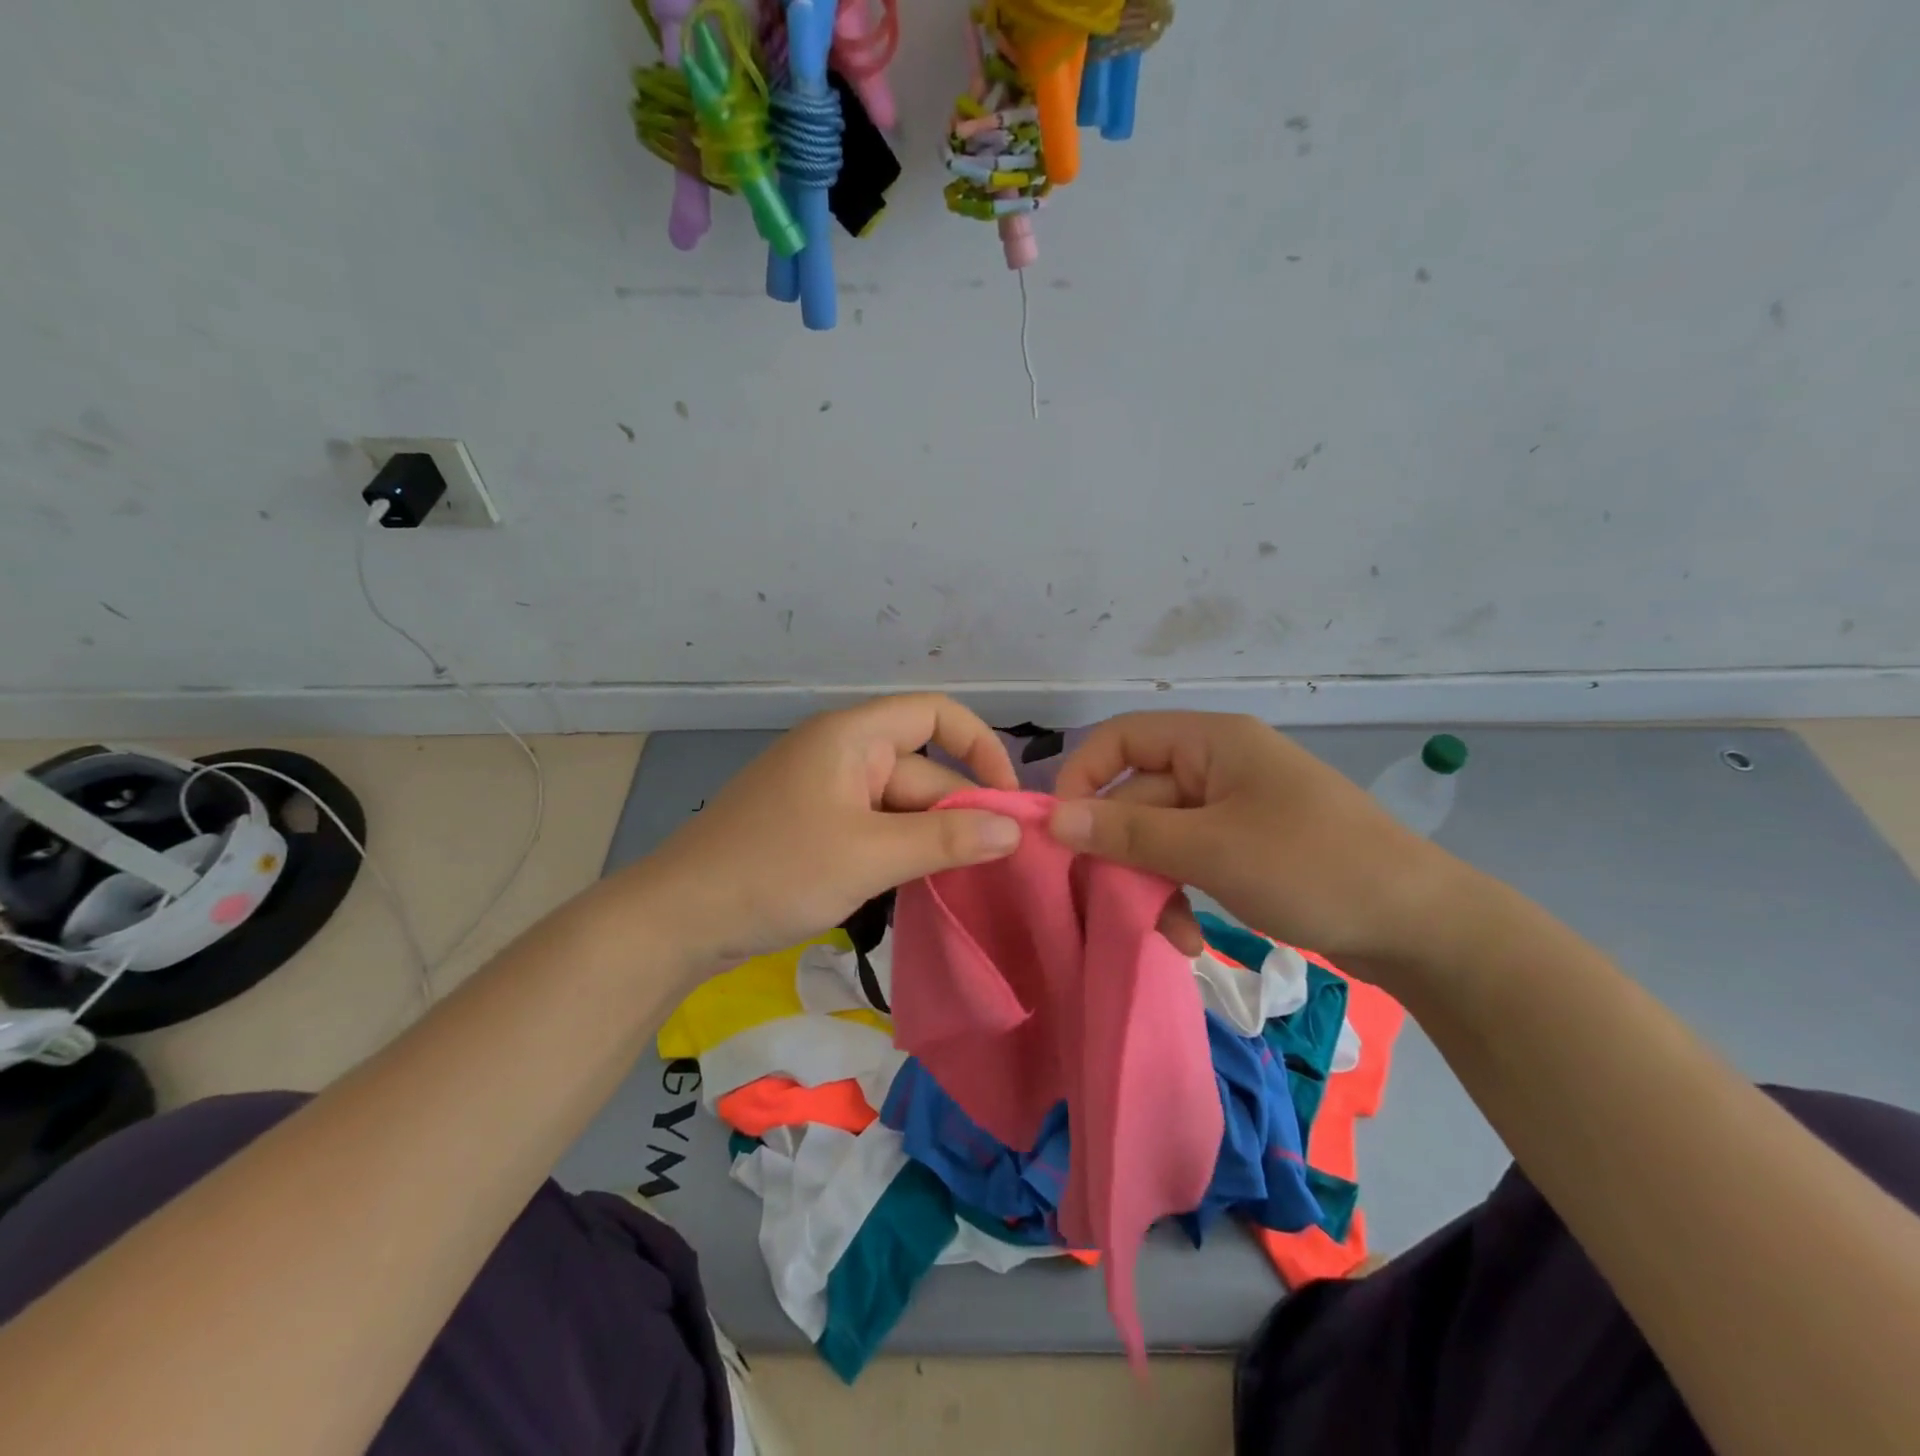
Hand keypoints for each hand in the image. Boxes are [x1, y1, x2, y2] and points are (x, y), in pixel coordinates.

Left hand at [625, 694, 1023, 969]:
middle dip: (956, 814)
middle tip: (992, 868)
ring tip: (958, 882)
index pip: (936, 715)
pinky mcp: (813, 825)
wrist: (678, 918)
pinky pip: (874, 827)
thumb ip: (946, 839)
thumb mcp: (870, 855)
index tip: (1007, 803)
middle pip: (921, 770)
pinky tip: (914, 886)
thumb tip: (1015, 829)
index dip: (981, 749)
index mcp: (852, 736)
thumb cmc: (776, 871)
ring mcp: (825, 791)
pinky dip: (898, 851)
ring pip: (899, 806)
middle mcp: (842, 752)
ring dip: (929, 839)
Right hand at [1047, 712, 1469, 967]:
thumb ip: (1127, 832)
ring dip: (1151, 883)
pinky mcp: (1246, 848)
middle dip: (1122, 853)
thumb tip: (1053, 819)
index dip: (1082, 778)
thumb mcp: (1212, 849)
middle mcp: (1217, 765)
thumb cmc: (1313, 868)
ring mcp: (1233, 809)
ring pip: (1159, 837)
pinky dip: (1180, 895)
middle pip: (1137, 797)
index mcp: (1211, 742)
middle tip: (1111, 903)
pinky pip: (1189, 861)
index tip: (1061, 834)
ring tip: (1165, 932)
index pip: (1120, 740)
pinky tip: (1187, 938)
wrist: (1422, 927)